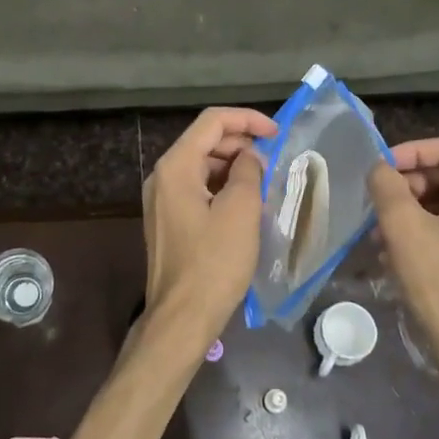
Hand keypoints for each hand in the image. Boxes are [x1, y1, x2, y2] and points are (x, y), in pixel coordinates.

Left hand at [141, 107, 275, 343]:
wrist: (182, 318)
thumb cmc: (214, 262)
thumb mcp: (241, 211)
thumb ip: (248, 172)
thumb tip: (249, 158)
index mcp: (175, 166)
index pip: (211, 122)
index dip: (247, 119)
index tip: (277, 133)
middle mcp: (162, 176)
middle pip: (204, 141)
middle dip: (240, 143)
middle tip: (272, 160)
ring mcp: (161, 200)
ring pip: (201, 166)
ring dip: (233, 166)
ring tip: (263, 182)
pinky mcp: (167, 221)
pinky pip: (197, 189)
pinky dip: (222, 187)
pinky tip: (245, 204)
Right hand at [367, 137, 438, 367]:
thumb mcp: (403, 228)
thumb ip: (387, 186)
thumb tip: (379, 168)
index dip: (410, 152)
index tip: (380, 169)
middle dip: (409, 187)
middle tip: (378, 204)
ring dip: (414, 212)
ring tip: (380, 234)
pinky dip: (430, 232)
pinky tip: (399, 254)